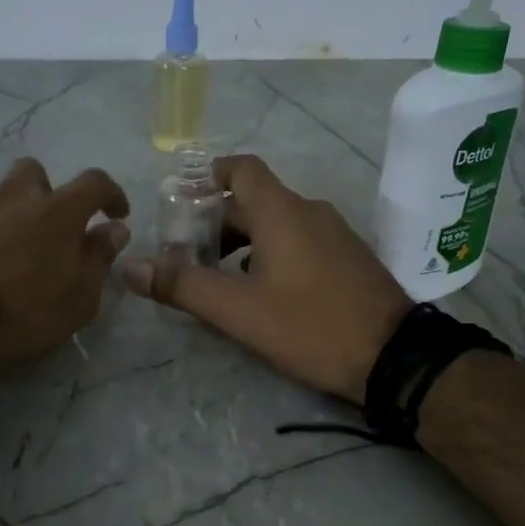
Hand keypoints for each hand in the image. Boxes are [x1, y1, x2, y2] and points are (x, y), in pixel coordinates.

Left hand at [0, 157, 130, 377]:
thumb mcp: (80, 297)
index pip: (94, 183)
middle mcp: (12, 199)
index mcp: (56, 211)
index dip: (110, 194)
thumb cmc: (25, 314)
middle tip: (49, 228)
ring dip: (8, 215)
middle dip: (45, 192)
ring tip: (9, 253)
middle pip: (33, 173)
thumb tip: (115, 229)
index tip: (116, 213)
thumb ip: (99, 257)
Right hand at [123, 155, 409, 402]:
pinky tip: (262, 290)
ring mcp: (334, 233)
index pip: (240, 169)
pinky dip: (272, 252)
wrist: (394, 356)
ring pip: (277, 223)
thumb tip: (131, 267)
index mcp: (281, 211)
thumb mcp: (238, 310)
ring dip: (243, 240)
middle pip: (253, 200)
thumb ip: (182, 286)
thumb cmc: (310, 325)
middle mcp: (309, 211)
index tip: (181, 202)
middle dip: (216, 221)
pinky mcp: (348, 257)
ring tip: (218, 276)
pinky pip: (300, 240)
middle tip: (187, 253)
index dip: (207, 177)